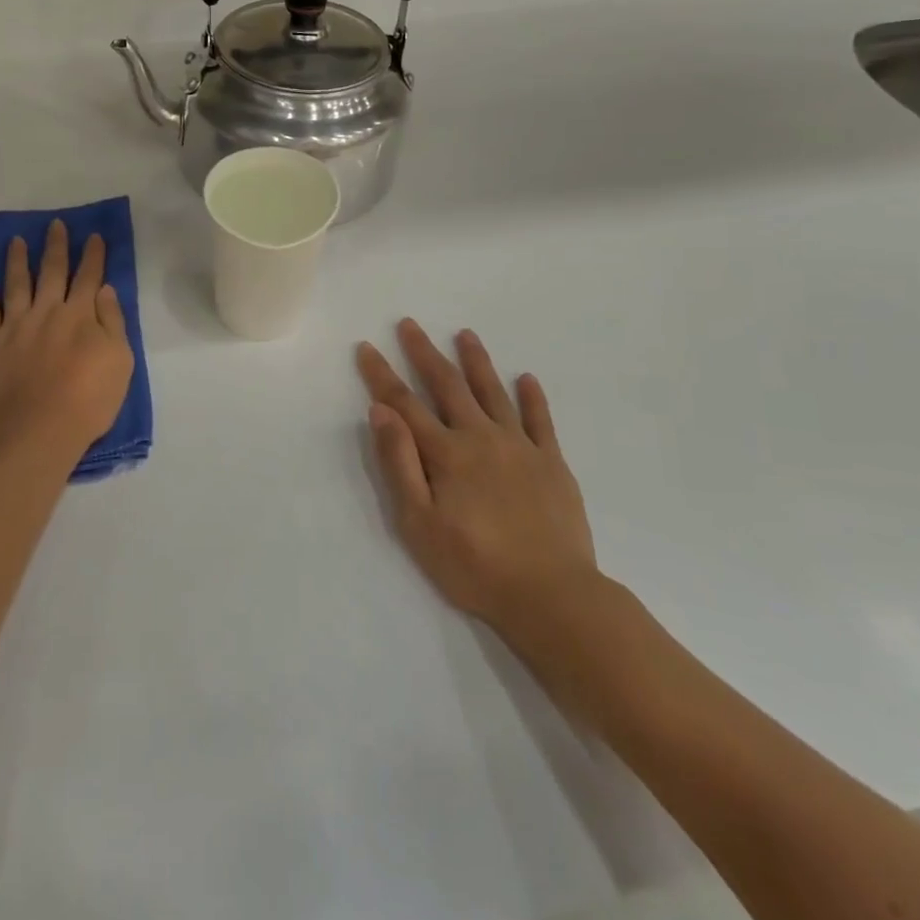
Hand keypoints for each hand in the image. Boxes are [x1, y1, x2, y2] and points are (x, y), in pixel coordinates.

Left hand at [0, 220, 133, 460]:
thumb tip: (104, 290)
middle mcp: (47, 312)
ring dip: (18, 260)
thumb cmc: (88, 400)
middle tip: (54, 225)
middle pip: (52, 272)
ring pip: (16, 284)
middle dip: (56, 247)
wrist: (38, 430)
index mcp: (80, 315)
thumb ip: (112, 322)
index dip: (92, 255)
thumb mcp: (120, 361)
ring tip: (17, 241)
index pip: (89, 278)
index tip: (93, 235)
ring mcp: (14, 327)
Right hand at [357, 320, 598, 642]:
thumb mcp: (419, 523)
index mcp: (446, 453)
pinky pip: (540, 421)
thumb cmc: (474, 565)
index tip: (366, 347)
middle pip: (447, 385)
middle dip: (425, 353)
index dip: (382, 375)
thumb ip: (399, 464)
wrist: (552, 595)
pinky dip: (532, 397)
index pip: (404, 404)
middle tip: (410, 324)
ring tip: (465, 334)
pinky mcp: (552, 463)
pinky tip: (527, 378)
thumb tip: (380, 412)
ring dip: (476, 361)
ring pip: (493, 393)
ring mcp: (520, 447)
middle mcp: (481, 437)